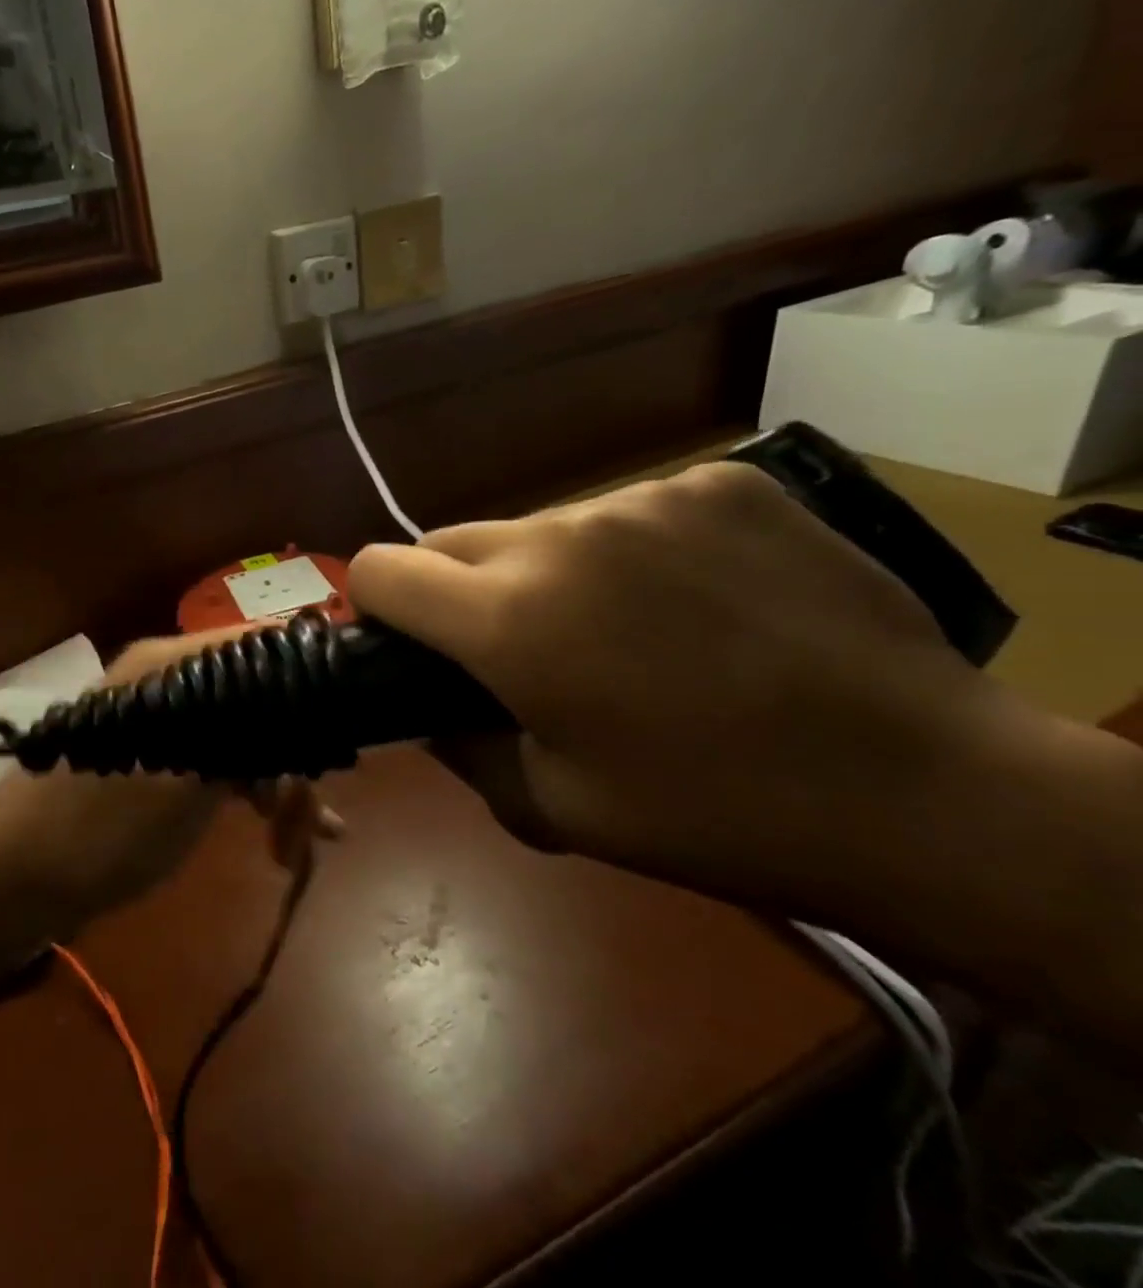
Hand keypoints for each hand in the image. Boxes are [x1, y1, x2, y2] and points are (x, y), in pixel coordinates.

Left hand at [0, 631, 342, 930]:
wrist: (10, 880)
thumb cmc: (101, 827)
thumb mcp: (188, 784)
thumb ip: (248, 737)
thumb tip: (304, 702)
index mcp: (171, 663)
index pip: (258, 645)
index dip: (307, 680)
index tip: (346, 731)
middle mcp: (165, 677)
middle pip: (254, 695)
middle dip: (293, 751)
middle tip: (319, 818)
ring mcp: (155, 718)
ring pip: (237, 732)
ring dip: (276, 780)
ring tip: (303, 839)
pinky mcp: (149, 757)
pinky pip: (213, 760)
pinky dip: (246, 791)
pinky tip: (278, 834)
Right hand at [346, 461, 1050, 919]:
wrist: (927, 790)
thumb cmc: (713, 816)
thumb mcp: (552, 808)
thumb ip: (458, 747)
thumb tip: (422, 707)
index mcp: (508, 619)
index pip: (379, 568)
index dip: (372, 605)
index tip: (402, 642)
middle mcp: (560, 536)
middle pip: (450, 540)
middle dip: (454, 592)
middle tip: (513, 652)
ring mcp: (646, 498)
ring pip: (540, 528)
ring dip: (544, 572)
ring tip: (620, 631)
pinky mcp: (720, 483)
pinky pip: (628, 512)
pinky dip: (629, 553)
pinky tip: (693, 601)